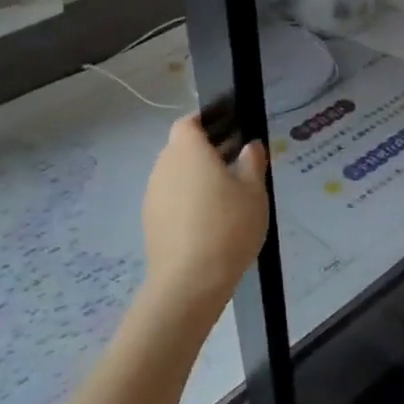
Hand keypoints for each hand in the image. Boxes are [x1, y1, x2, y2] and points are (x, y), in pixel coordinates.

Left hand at [141, 114, 269, 320]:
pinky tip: (210, 223)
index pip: (189, 122)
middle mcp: (164, 166)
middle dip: (206, 153)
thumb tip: (249, 146)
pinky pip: (171, 200)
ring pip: (176, 176)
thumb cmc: (228, 226)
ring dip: (196, 180)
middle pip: (182, 149)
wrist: (189, 281)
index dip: (208, 123)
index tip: (231, 133)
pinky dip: (187, 203)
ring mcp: (153, 195)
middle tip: (236, 167)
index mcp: (187, 150)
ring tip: (227, 198)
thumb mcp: (253, 191)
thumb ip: (252, 162)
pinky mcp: (150, 221)